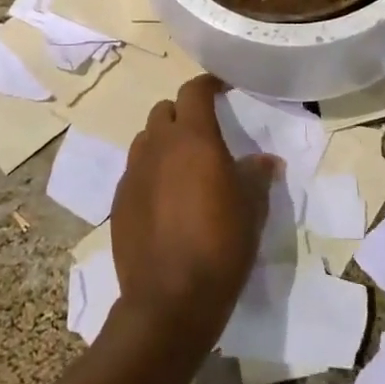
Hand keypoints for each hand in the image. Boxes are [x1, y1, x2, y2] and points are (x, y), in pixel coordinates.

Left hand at [110, 74, 273, 347]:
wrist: (170, 299)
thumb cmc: (221, 244)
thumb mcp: (252, 208)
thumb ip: (257, 175)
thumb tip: (265, 161)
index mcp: (193, 138)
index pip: (193, 91)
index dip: (208, 84)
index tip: (223, 88)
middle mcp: (158, 147)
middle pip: (164, 111)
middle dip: (183, 113)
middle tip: (204, 132)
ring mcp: (133, 174)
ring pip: (146, 140)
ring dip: (163, 142)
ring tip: (183, 165)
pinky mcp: (119, 202)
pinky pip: (135, 172)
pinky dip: (150, 172)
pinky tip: (165, 199)